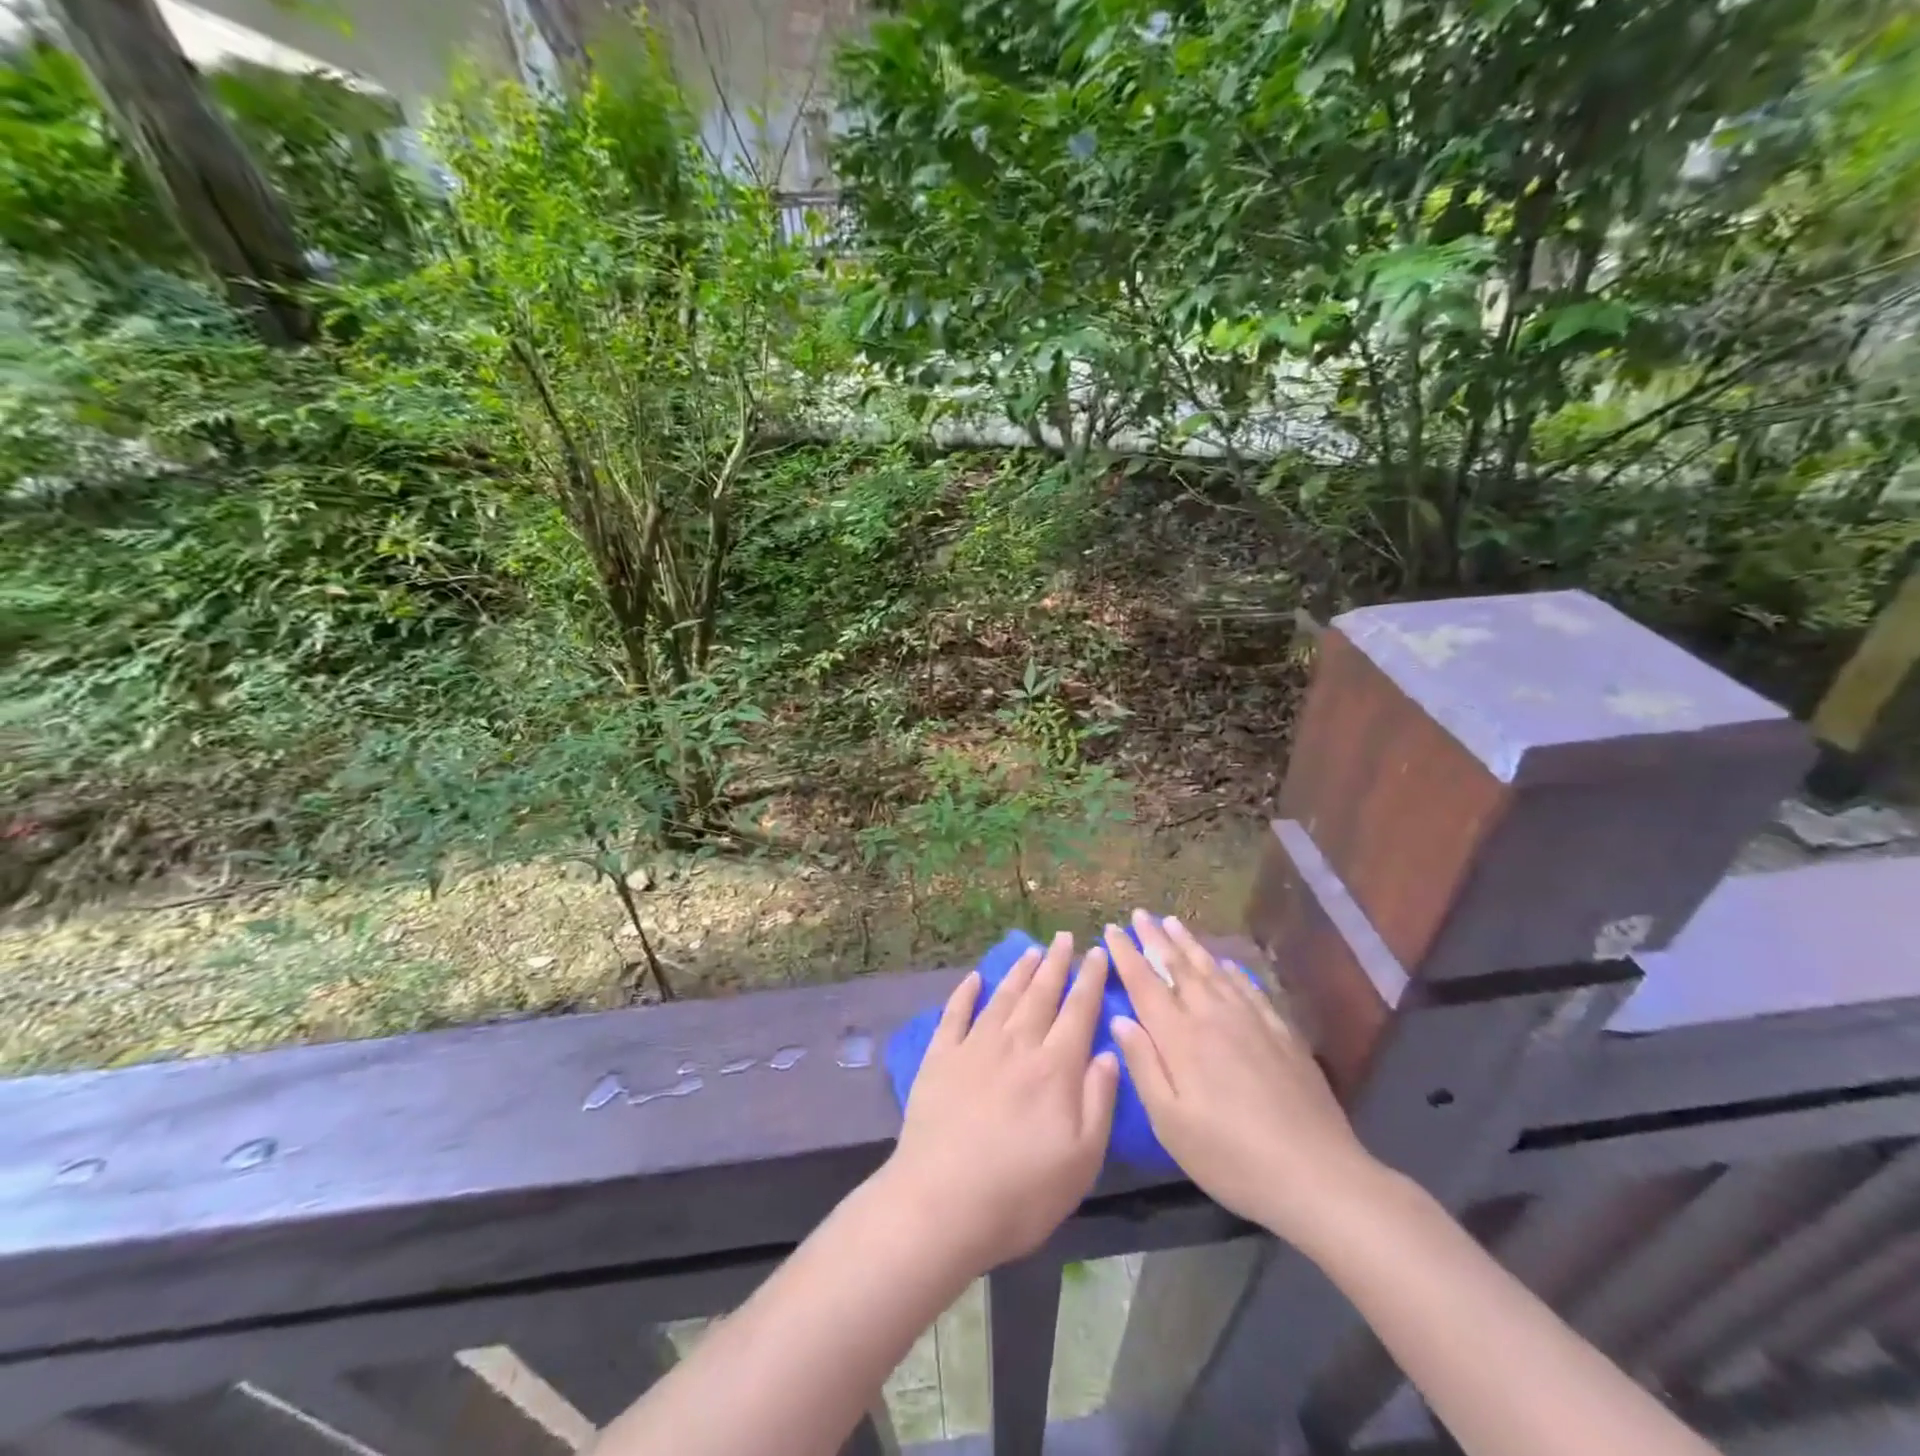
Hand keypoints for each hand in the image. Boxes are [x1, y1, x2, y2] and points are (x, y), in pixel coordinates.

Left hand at [882, 933, 1120, 1271]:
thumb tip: (1109, 1051)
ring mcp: (974, 1047)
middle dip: (1056, 963)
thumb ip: (1099, 1100)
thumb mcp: (1082, 1158)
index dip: (1090, 980)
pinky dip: (965, 993)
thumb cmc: (1022, 1192)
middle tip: (1064, 937)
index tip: (1098, 952)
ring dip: (1019, 972)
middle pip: (1041, 994)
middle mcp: (1016, 1045)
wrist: (942, 1203)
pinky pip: (954, 1015)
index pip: (1078, 1011)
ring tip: (1031, 950)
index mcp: (1055, 1067)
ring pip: (1003, 997)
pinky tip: (973, 979)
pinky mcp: (939, 1059)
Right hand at [1104, 910, 1383, 1250]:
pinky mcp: (1280, 1032)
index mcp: (1180, 1037)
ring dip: (1190, 944)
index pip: (1145, 983)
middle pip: (1179, 967)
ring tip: (1173, 922)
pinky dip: (1231, 969)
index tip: (1112, 928)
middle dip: (1155, 938)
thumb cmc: (1231, 1156)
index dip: (1126, 954)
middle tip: (1140, 913)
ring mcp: (1251, 1020)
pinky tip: (1226, 963)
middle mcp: (1212, 1016)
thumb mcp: (1171, 1123)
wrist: (1316, 1173)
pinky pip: (1249, 987)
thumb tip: (1119, 1020)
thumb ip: (1143, 1066)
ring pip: (1213, 969)